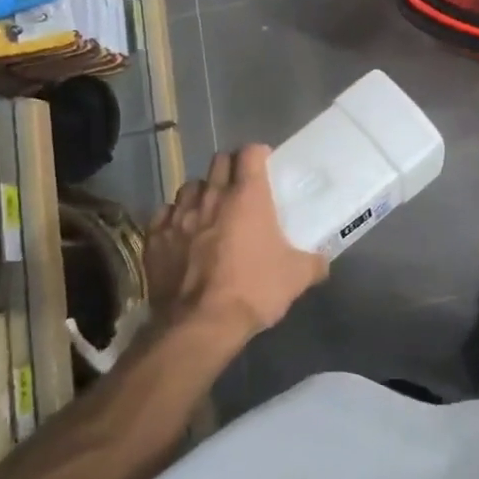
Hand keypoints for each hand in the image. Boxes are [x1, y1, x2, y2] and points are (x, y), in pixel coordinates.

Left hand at [145, 146, 326, 341]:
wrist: (200, 325)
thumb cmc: (254, 290)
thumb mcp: (297, 277)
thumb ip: (314, 262)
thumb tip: (323, 261)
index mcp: (248, 197)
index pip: (251, 153)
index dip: (258, 155)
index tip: (265, 165)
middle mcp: (212, 196)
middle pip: (219, 161)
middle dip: (230, 168)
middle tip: (240, 187)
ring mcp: (179, 215)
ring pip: (190, 186)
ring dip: (202, 192)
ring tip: (210, 210)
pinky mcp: (155, 237)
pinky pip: (164, 214)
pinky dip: (174, 218)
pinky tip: (182, 233)